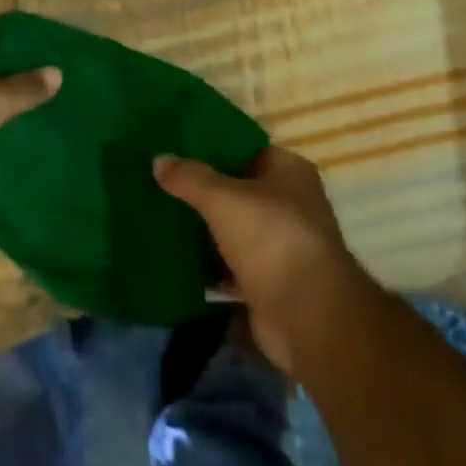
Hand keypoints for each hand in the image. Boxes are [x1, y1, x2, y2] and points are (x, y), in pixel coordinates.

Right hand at [155, 146, 375, 376]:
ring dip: (206, 231)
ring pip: (234, 230)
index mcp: (290, 173)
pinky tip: (177, 261)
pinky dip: (210, 266)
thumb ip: (190, 178)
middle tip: (162, 185)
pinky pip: (232, 266)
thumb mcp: (223, 198)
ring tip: (162, 218)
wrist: (306, 316)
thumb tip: (159, 160)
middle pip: (239, 192)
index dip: (215, 150)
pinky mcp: (270, 282)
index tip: (178, 151)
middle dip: (205, 193)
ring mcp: (282, 246)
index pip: (248, 151)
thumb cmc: (271, 238)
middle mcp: (292, 205)